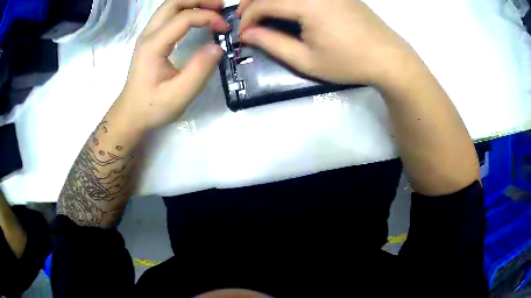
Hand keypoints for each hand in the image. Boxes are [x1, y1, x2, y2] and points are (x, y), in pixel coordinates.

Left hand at [113, 0, 228, 132]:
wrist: (131, 114)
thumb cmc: (152, 107)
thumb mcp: (179, 95)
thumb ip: (200, 70)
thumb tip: (218, 46)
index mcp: (153, 45)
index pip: (183, 17)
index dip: (208, 17)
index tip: (225, 29)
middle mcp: (148, 34)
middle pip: (173, 2)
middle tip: (220, 7)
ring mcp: (147, 35)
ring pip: (170, 6)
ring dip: (192, 2)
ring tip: (213, 9)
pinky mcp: (150, 39)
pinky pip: (168, 15)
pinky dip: (185, 10)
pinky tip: (197, 18)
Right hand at [238, 0, 414, 84]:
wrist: (388, 57)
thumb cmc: (349, 63)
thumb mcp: (307, 60)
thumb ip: (272, 44)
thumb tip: (247, 34)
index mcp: (308, 4)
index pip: (264, 4)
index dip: (247, 18)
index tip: (242, 34)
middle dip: (252, 3)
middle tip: (244, 19)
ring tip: (260, 12)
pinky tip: (284, 6)